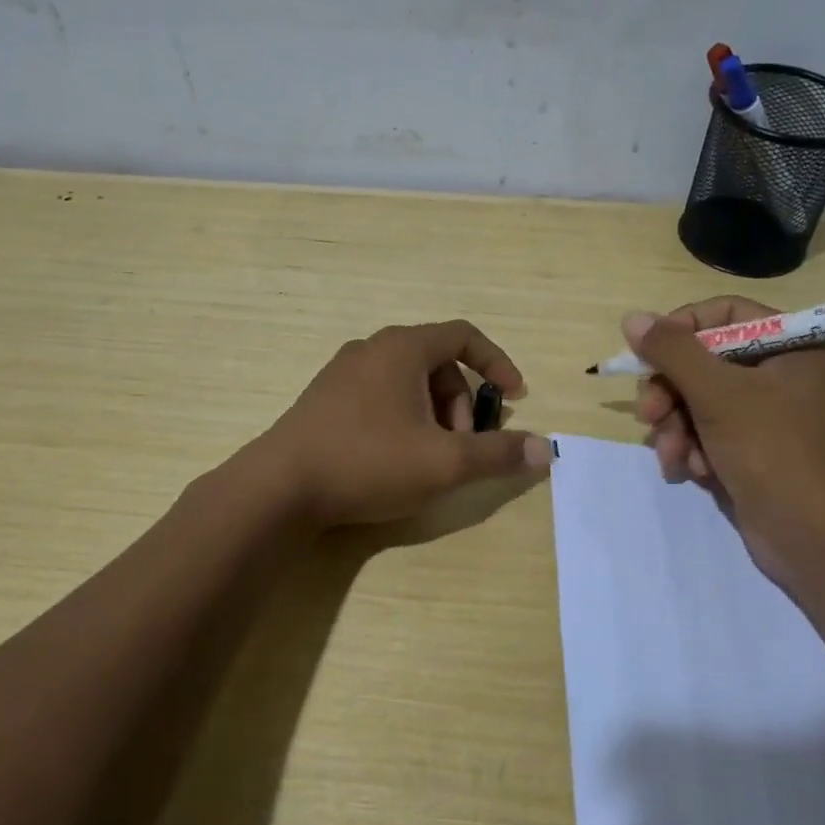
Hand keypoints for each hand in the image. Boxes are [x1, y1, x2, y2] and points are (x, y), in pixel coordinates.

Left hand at [258, 320, 552, 527]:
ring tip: (428, 459)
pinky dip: (403, 419)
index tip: (515, 397)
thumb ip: (497, 454)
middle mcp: (371, 349)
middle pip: (437, 363)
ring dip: (433, 415)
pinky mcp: (324, 400)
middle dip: (461, 403)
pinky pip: (380, 397)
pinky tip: (394, 460)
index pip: (464, 336)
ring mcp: (342, 373)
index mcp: (402, 347)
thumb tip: (546, 449)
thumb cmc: (368, 462)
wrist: (279, 488)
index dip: (497, 363)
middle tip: (462, 447)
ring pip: (407, 383)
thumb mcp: (444, 462)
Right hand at [626, 297, 824, 577]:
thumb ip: (672, 351)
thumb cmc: (775, 453)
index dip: (682, 329)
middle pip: (704, 360)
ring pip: (698, 399)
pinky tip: (690, 472)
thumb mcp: (719, 394)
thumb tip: (632, 318)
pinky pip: (707, 431)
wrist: (815, 541)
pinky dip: (692, 448)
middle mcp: (783, 372)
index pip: (725, 314)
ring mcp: (767, 413)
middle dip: (671, 391)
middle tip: (650, 415)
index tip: (650, 354)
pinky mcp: (752, 448)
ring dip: (676, 427)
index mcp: (795, 344)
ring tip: (674, 456)